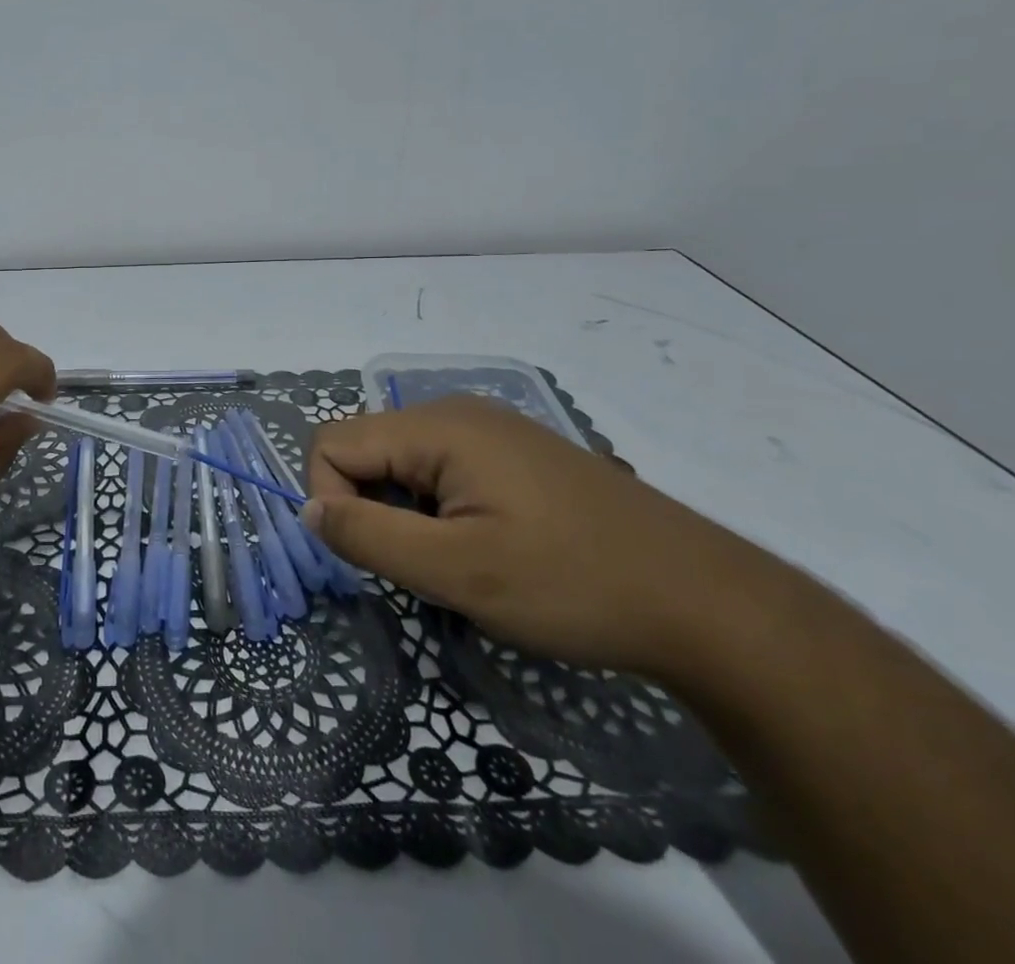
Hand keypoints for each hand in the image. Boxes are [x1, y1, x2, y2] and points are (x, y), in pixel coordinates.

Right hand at [301, 396, 782, 677]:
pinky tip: (488, 549)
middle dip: (372, 511)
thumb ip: (369, 537)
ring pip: (404, 465)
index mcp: (438, 426)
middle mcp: (458, 413)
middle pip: (368, 450)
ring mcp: (492, 431)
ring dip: (407, 516)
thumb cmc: (572, 584)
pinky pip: (443, 471)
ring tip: (459, 564)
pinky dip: (440, 511)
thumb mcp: (458, 572)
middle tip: (423, 569)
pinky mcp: (516, 455)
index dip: (331, 501)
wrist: (706, 602)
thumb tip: (308, 510)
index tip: (376, 559)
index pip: (333, 443)